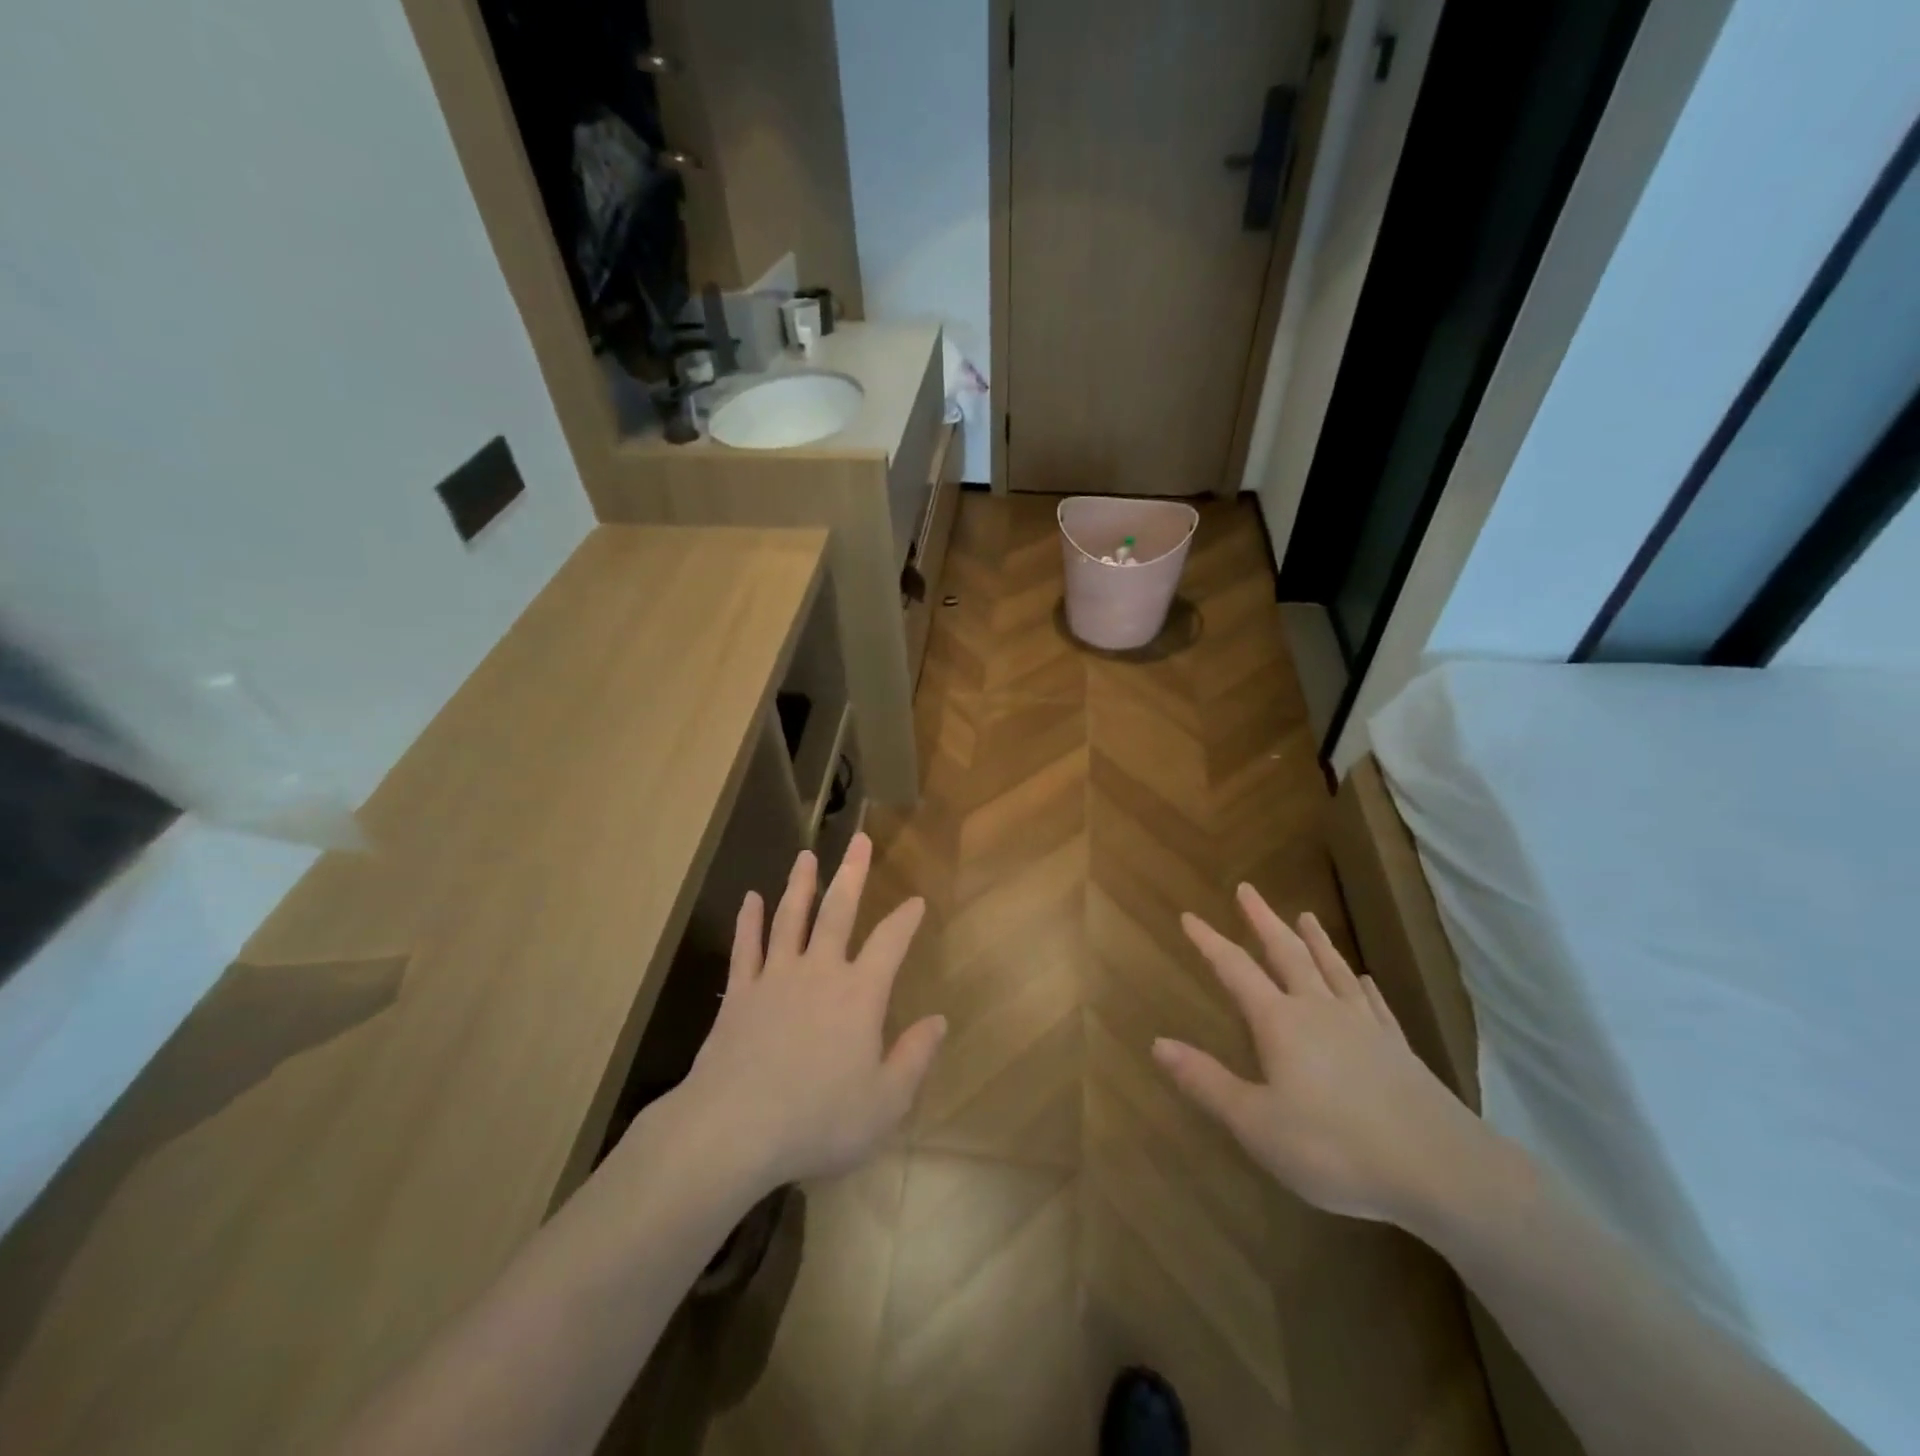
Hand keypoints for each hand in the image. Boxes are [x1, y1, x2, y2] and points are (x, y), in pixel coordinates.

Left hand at [671, 834, 945, 1191]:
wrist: (734, 1129)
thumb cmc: (818, 1119)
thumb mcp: (885, 1102)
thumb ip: (915, 1057)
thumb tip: (939, 1020)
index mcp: (859, 994)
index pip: (890, 943)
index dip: (906, 919)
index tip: (916, 901)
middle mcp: (819, 972)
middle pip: (838, 911)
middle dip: (852, 873)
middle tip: (860, 840)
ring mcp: (775, 977)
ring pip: (790, 918)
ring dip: (800, 884)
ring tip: (806, 855)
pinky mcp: (739, 993)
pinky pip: (746, 947)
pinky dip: (749, 921)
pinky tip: (751, 899)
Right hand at [1153, 883, 1496, 1225]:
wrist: (1444, 1172)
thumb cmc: (1336, 1148)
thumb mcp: (1257, 1124)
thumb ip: (1206, 1082)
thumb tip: (1157, 1043)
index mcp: (1280, 1023)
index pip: (1235, 970)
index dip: (1209, 942)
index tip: (1189, 915)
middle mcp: (1319, 1010)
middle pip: (1286, 953)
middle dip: (1262, 920)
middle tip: (1247, 889)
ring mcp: (1364, 1026)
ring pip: (1332, 969)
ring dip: (1314, 940)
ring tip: (1305, 915)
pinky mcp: (1398, 1049)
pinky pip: (1375, 1004)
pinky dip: (1362, 985)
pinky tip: (1364, 978)